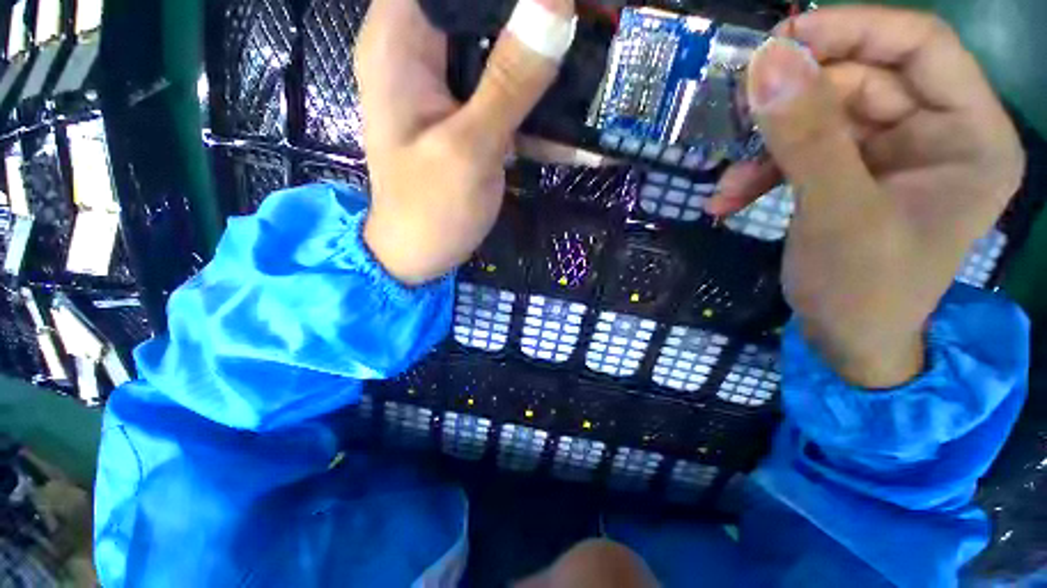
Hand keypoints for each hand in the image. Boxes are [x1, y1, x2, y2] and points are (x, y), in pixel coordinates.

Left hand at [355, 0, 574, 284]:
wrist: (419, 256)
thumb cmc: (431, 210)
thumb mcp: (470, 148)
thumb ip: (510, 81)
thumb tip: (557, 5)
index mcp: (399, 42)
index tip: (564, 1)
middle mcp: (420, 52)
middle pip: (481, 9)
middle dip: (538, 18)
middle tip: (595, 23)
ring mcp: (447, 86)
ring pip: (501, 47)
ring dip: (547, 59)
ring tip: (598, 61)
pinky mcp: (468, 115)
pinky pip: (507, 94)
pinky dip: (540, 106)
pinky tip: (578, 123)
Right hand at [706, 7, 1024, 387]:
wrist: (845, 341)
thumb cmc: (863, 292)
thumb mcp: (838, 214)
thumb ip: (806, 138)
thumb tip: (766, 61)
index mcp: (970, 135)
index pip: (920, 46)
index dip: (852, 29)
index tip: (780, 40)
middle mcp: (937, 133)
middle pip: (861, 80)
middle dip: (793, 103)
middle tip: (732, 117)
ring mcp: (892, 154)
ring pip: (822, 118)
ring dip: (765, 149)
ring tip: (725, 185)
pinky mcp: (852, 173)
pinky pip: (804, 152)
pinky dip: (762, 173)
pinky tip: (728, 199)